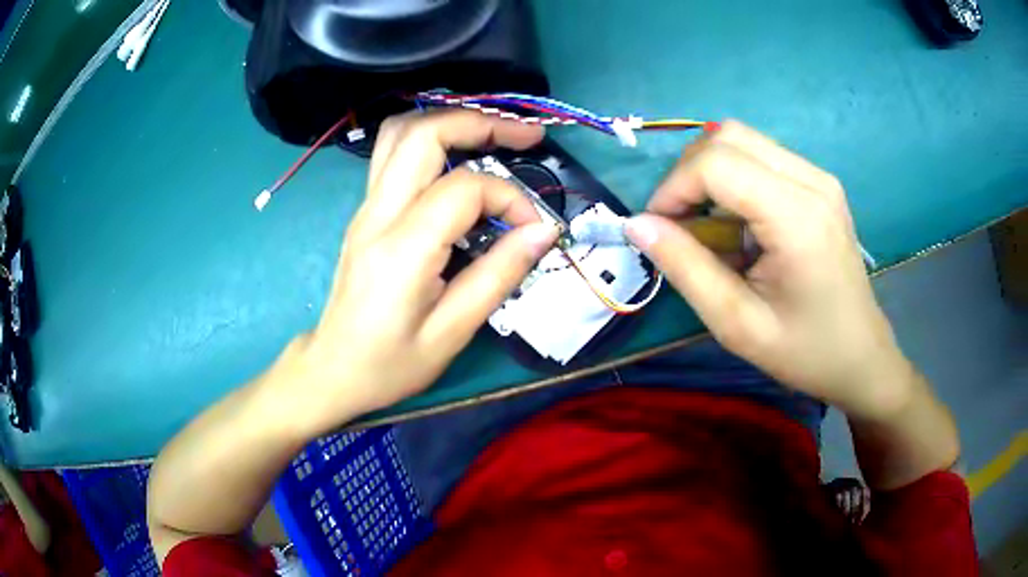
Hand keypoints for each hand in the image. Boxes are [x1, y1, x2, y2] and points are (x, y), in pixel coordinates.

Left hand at [278, 111, 556, 431]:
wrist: (333, 368)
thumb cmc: (390, 363)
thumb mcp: (453, 332)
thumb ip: (499, 274)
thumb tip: (542, 230)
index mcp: (403, 248)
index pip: (465, 188)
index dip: (510, 198)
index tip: (532, 229)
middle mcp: (378, 213)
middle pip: (424, 133)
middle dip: (482, 122)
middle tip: (527, 135)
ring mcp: (366, 207)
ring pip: (401, 132)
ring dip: (452, 122)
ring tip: (495, 133)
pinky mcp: (366, 211)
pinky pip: (394, 154)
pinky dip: (432, 139)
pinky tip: (459, 155)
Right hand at [625, 121, 912, 418]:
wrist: (860, 357)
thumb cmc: (804, 351)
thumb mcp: (737, 324)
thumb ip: (685, 268)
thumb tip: (636, 224)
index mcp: (798, 217)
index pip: (716, 163)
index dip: (674, 188)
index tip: (658, 228)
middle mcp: (812, 180)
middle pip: (727, 136)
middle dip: (688, 173)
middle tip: (678, 224)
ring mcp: (819, 177)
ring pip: (742, 140)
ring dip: (710, 174)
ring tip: (709, 227)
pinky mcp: (819, 184)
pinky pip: (761, 157)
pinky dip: (734, 180)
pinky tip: (739, 225)